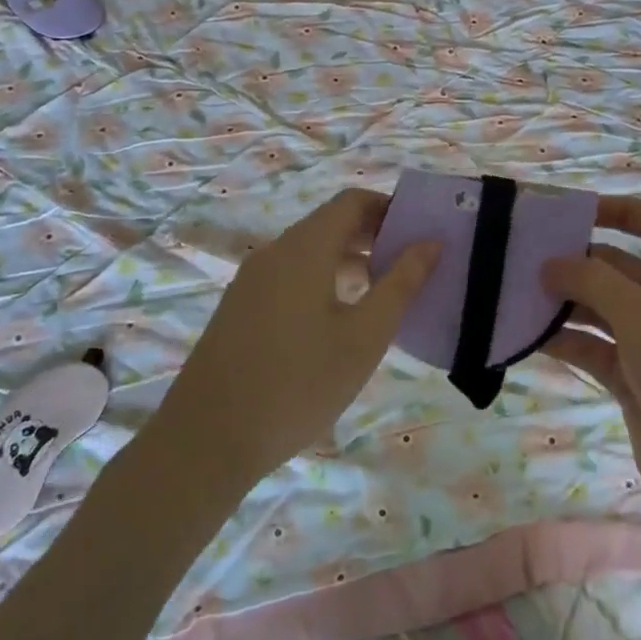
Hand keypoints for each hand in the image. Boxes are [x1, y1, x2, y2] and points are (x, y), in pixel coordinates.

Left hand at [157, 188, 439, 483]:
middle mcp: (274, 252)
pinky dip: (323, 280)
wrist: (208, 438)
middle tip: (411, 267)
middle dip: (374, 236)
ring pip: (310, 252)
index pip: (352, 201)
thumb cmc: (299, 384)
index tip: (421, 235)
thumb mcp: (364, 337)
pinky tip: (340, 320)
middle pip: (330, 224)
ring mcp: (252, 279)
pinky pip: (290, 275)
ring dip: (350, 261)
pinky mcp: (240, 306)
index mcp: (304, 248)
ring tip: (384, 295)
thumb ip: (401, 284)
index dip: (390, 209)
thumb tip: (432, 243)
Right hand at [544, 197, 640, 537]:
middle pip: (619, 265)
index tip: (572, 214)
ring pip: (601, 307)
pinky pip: (592, 346)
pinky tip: (526, 335)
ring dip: (564, 301)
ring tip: (515, 294)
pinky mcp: (633, 377)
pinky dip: (564, 339)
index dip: (619, 210)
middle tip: (525, 258)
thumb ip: (592, 280)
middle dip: (577, 261)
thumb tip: (550, 263)